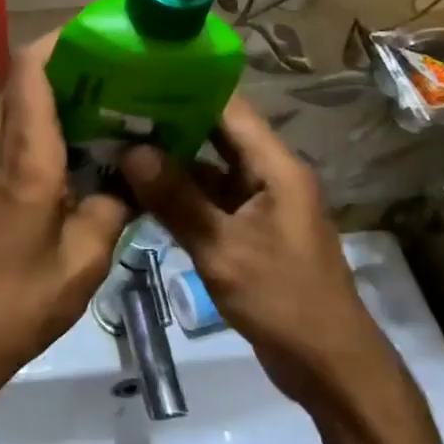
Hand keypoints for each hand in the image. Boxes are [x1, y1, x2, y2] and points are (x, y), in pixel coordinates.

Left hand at [0, 33, 132, 415]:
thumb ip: (112, 208)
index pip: (31, 69)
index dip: (62, 40)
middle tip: (118, 71)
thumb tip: (132, 181)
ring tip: (109, 104)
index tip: (102, 34)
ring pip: (17, 106)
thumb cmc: (18, 301)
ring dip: (56, 95)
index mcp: (26, 155)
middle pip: (23, 80)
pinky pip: (13, 136)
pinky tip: (81, 152)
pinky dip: (44, 127)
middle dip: (67, 63)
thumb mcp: (84, 260)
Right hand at [116, 97, 397, 419]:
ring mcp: (260, 203)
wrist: (329, 366)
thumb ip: (176, 199)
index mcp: (276, 167)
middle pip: (217, 135)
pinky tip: (139, 191)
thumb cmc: (283, 300)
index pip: (229, 108)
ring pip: (210, 169)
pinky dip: (180, 195)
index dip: (186, 88)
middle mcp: (269, 175)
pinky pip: (210, 200)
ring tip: (118, 145)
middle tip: (114, 112)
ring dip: (170, 162)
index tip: (137, 78)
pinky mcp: (250, 230)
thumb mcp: (223, 249)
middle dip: (169, 123)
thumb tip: (130, 151)